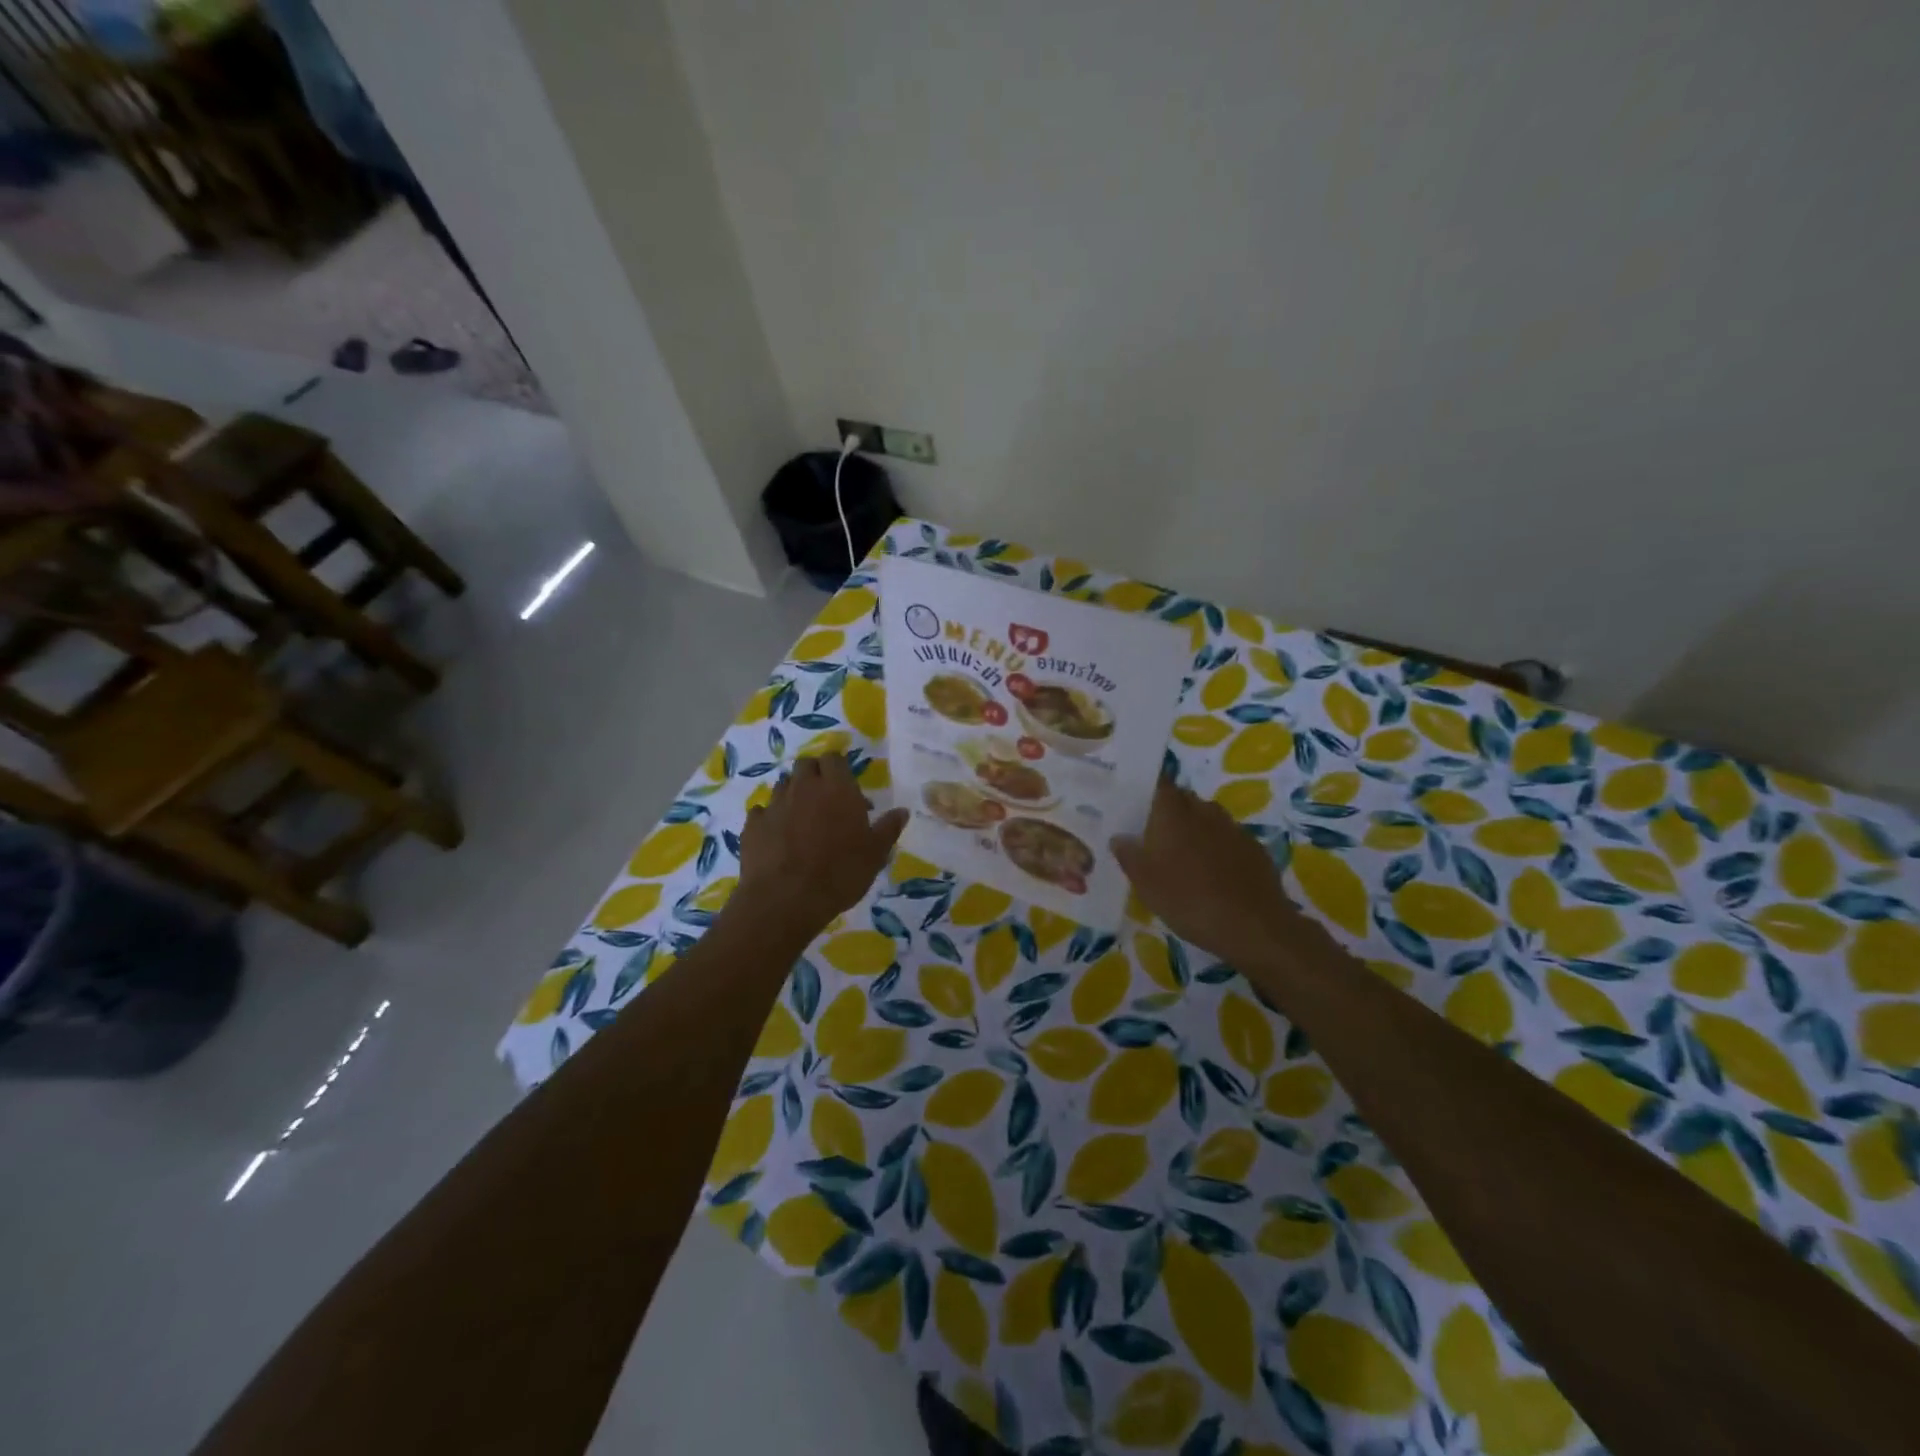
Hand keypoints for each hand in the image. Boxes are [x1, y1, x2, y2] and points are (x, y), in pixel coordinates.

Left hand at [737, 753, 908, 936]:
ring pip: (782, 785)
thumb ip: (888, 828)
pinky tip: (776, 835)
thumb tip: (902, 811)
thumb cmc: (840, 873)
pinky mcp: (752, 825)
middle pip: (805, 764)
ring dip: (792, 794)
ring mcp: (774, 805)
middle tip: (825, 798)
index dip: (839, 768)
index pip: (834, 758)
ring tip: (801, 818)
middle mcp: (804, 788)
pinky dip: (769, 818)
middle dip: (814, 774)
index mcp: (837, 788)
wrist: (785, 899)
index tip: (847, 786)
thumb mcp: (875, 854)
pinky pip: (761, 812)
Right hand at [1111, 777, 1330, 971]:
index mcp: (1173, 813)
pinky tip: (1215, 873)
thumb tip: (1120, 837)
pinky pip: (1229, 838)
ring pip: (1209, 818)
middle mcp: (1204, 811)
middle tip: (1157, 836)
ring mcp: (1233, 828)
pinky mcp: (1254, 848)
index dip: (1150, 791)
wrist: (1252, 926)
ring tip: (1186, 856)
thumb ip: (1129, 855)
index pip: (1160, 784)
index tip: (1140, 805)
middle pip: (1184, 799)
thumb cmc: (1188, 900)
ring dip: (1196, 829)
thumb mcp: (1145, 884)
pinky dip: (1219, 847)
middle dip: (1172, 811)